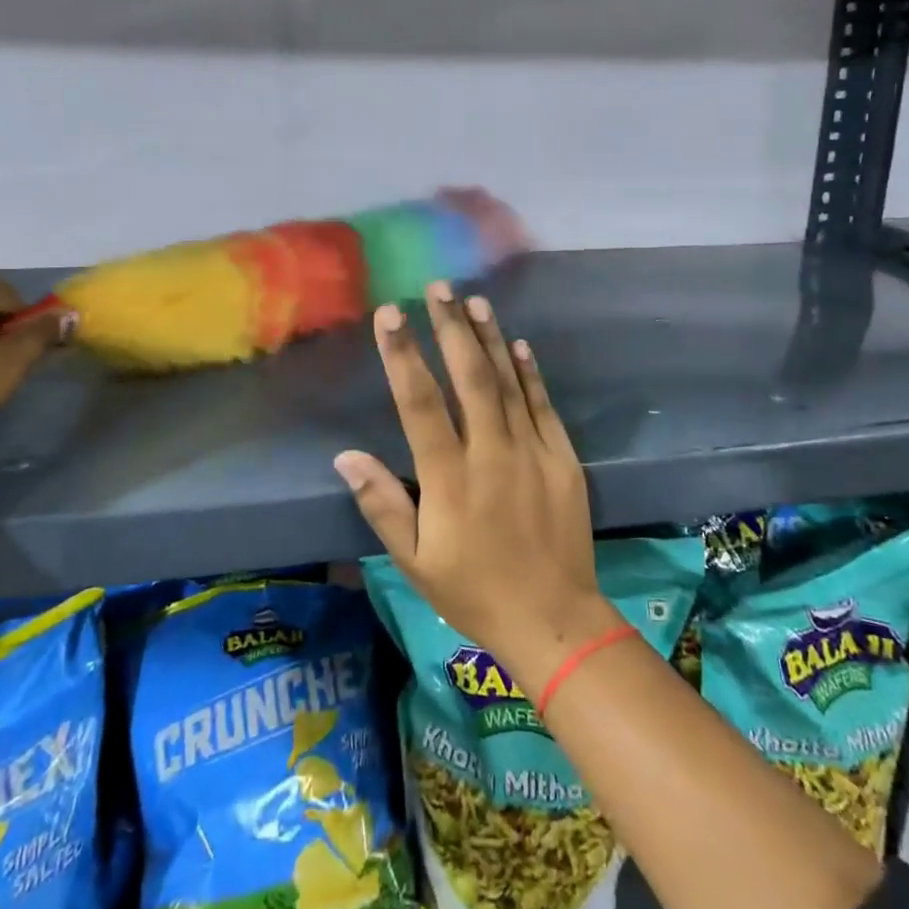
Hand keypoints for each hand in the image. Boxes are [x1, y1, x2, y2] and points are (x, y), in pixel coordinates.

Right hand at [335, 283, 622, 691]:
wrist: (555, 620)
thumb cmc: (474, 591)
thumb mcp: (415, 562)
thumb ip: (382, 505)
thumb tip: (346, 456)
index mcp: (449, 478)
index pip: (419, 403)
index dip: (403, 355)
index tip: (390, 314)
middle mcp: (491, 453)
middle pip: (468, 378)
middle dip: (450, 328)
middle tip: (438, 288)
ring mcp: (532, 452)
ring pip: (506, 383)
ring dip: (488, 339)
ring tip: (473, 301)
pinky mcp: (563, 458)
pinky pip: (542, 405)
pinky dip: (528, 372)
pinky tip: (517, 344)